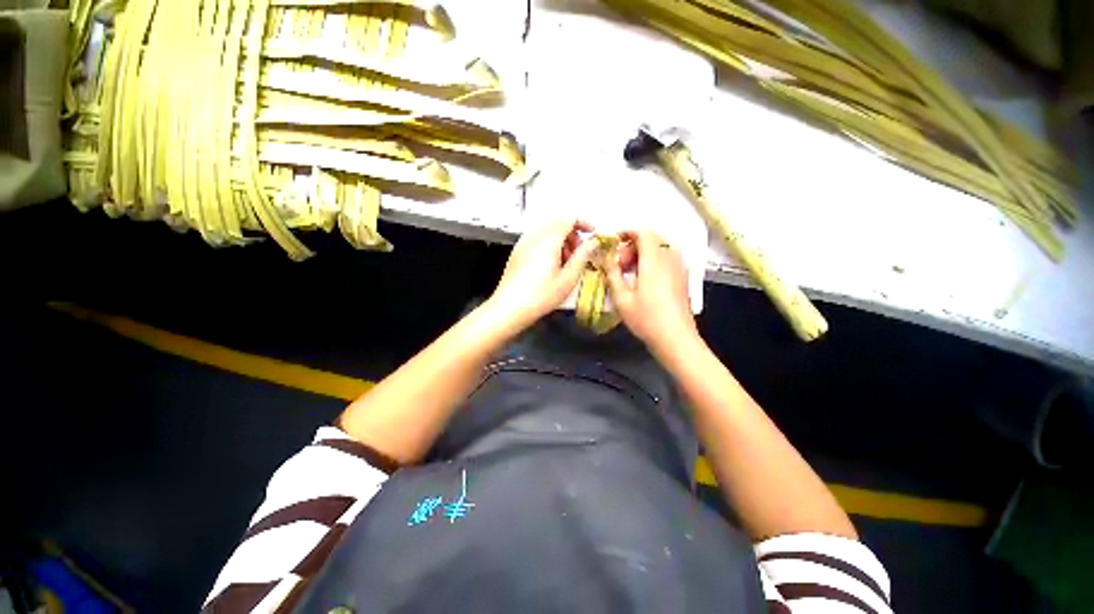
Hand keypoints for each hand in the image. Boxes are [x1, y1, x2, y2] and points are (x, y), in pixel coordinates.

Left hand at [487, 220, 598, 330]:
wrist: (510, 307)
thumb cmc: (540, 295)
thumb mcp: (568, 278)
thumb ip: (582, 256)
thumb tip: (592, 243)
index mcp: (548, 240)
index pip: (568, 220)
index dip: (583, 224)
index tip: (592, 233)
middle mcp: (534, 237)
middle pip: (557, 225)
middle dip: (572, 234)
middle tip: (579, 253)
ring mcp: (523, 244)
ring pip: (546, 232)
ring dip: (560, 240)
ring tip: (565, 262)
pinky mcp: (517, 253)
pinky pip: (536, 240)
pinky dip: (548, 245)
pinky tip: (550, 265)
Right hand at [604, 230, 699, 355]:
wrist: (676, 338)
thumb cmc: (646, 319)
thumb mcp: (621, 298)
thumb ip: (613, 274)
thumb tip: (608, 258)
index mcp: (654, 260)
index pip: (643, 233)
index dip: (627, 233)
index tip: (614, 243)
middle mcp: (670, 259)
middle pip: (652, 239)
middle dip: (632, 246)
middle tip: (619, 264)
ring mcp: (679, 268)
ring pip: (660, 249)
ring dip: (643, 254)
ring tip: (630, 273)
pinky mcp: (683, 277)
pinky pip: (667, 258)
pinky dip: (653, 261)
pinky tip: (644, 280)